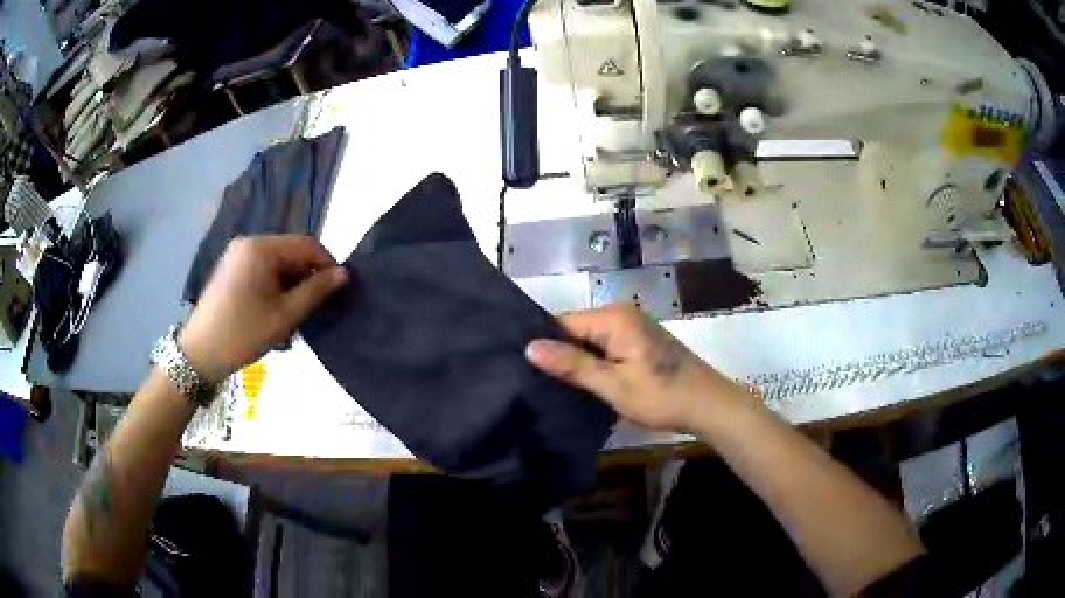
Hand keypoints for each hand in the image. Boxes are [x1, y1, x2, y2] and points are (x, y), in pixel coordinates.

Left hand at [178, 236, 347, 382]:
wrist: (199, 354)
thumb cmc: (243, 334)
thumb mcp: (284, 316)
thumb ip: (315, 292)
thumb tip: (343, 274)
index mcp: (261, 248)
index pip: (306, 245)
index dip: (327, 265)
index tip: (338, 292)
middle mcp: (248, 244)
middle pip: (291, 255)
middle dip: (305, 282)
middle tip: (313, 314)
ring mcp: (237, 257)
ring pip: (277, 267)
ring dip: (290, 291)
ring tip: (291, 324)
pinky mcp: (231, 271)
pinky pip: (262, 274)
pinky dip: (274, 293)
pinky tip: (274, 319)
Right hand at [526, 306, 749, 432]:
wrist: (709, 406)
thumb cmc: (661, 396)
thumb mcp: (613, 384)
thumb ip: (572, 365)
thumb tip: (530, 347)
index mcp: (614, 318)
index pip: (563, 322)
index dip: (544, 344)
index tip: (522, 368)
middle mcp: (622, 315)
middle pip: (577, 330)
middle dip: (559, 354)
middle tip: (533, 382)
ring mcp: (634, 329)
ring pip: (591, 342)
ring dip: (577, 362)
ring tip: (551, 385)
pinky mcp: (640, 344)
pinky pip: (606, 348)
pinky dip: (595, 364)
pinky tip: (582, 384)